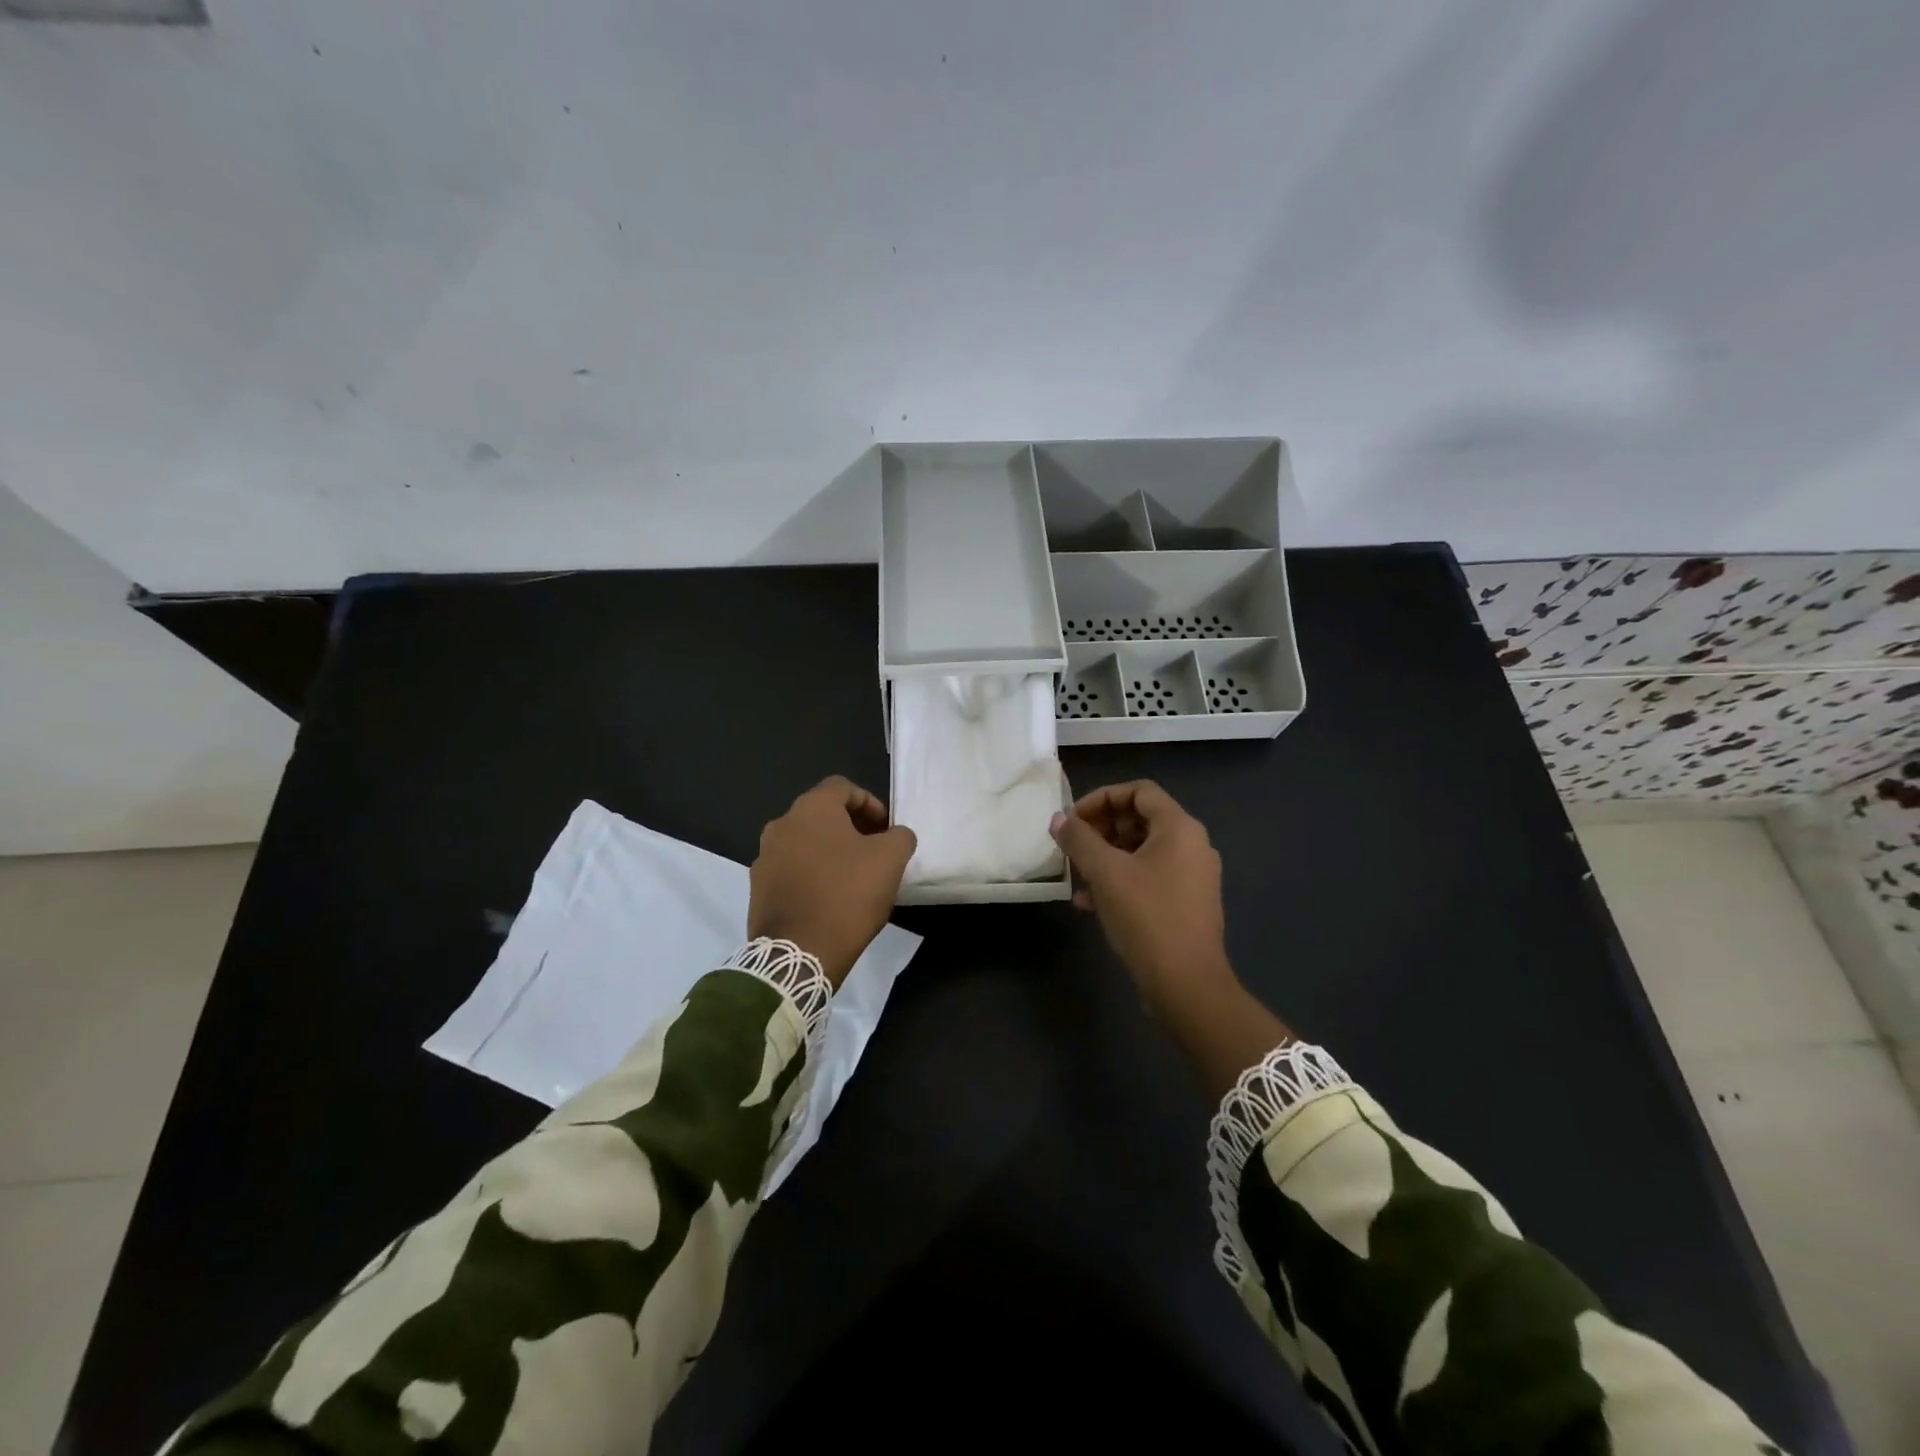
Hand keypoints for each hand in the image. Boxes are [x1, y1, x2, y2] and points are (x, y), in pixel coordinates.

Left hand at [749, 776, 917, 986]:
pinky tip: (830, 898)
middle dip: (851, 827)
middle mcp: (781, 825)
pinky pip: (791, 870)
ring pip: (804, 843)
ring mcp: (764, 857)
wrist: (799, 952)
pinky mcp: (758, 889)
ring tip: (853, 876)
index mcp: (811, 808)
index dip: (869, 802)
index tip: (886, 828)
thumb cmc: (847, 894)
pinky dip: (812, 874)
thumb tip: (895, 836)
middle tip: (874, 850)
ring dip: (829, 851)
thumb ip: (900, 836)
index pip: (842, 787)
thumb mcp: (891, 859)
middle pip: (821, 814)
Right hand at [1049, 780, 1234, 1016]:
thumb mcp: (1105, 873)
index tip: (1073, 819)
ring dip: (1105, 857)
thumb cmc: (1147, 917)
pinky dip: (1120, 881)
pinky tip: (1089, 903)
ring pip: (1141, 852)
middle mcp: (1192, 846)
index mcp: (1180, 828)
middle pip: (1140, 820)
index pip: (1139, 791)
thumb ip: (1079, 840)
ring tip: (1076, 875)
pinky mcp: (1186, 905)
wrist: (1187, 985)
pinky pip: (1149, 878)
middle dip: (1100, 829)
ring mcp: (1192, 877)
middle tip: (1072, 846)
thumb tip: (1059, 820)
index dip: (1101, 798)